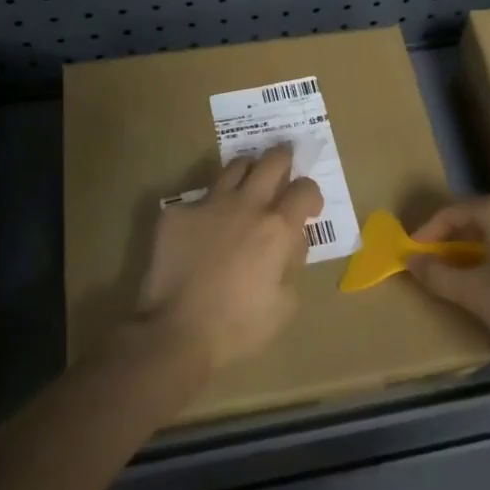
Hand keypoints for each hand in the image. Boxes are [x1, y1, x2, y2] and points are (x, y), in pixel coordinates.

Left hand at [133, 145, 322, 373]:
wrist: (177, 331)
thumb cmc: (239, 326)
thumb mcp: (285, 304)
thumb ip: (293, 265)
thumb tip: (290, 244)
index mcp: (277, 228)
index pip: (305, 189)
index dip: (312, 194)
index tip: (308, 207)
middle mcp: (247, 205)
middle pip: (272, 161)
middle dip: (284, 158)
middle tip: (284, 165)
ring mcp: (209, 204)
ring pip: (235, 166)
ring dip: (248, 171)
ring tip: (248, 184)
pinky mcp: (178, 213)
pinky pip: (199, 198)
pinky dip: (209, 207)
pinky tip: (204, 227)